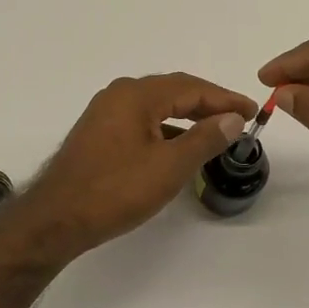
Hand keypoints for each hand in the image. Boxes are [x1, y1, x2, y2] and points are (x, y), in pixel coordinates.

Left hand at [9, 73, 255, 260]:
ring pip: (156, 108)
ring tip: (215, 133)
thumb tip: (232, 119)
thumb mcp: (169, 166)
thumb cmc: (115, 190)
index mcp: (136, 95)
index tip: (252, 111)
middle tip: (238, 118)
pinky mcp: (98, 135)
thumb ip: (204, 138)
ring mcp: (105, 115)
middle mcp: (119, 96)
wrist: (56, 219)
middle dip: (208, 104)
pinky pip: (142, 122)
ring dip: (187, 117)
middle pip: (173, 92)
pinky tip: (179, 148)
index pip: (191, 88)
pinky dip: (166, 130)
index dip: (225, 99)